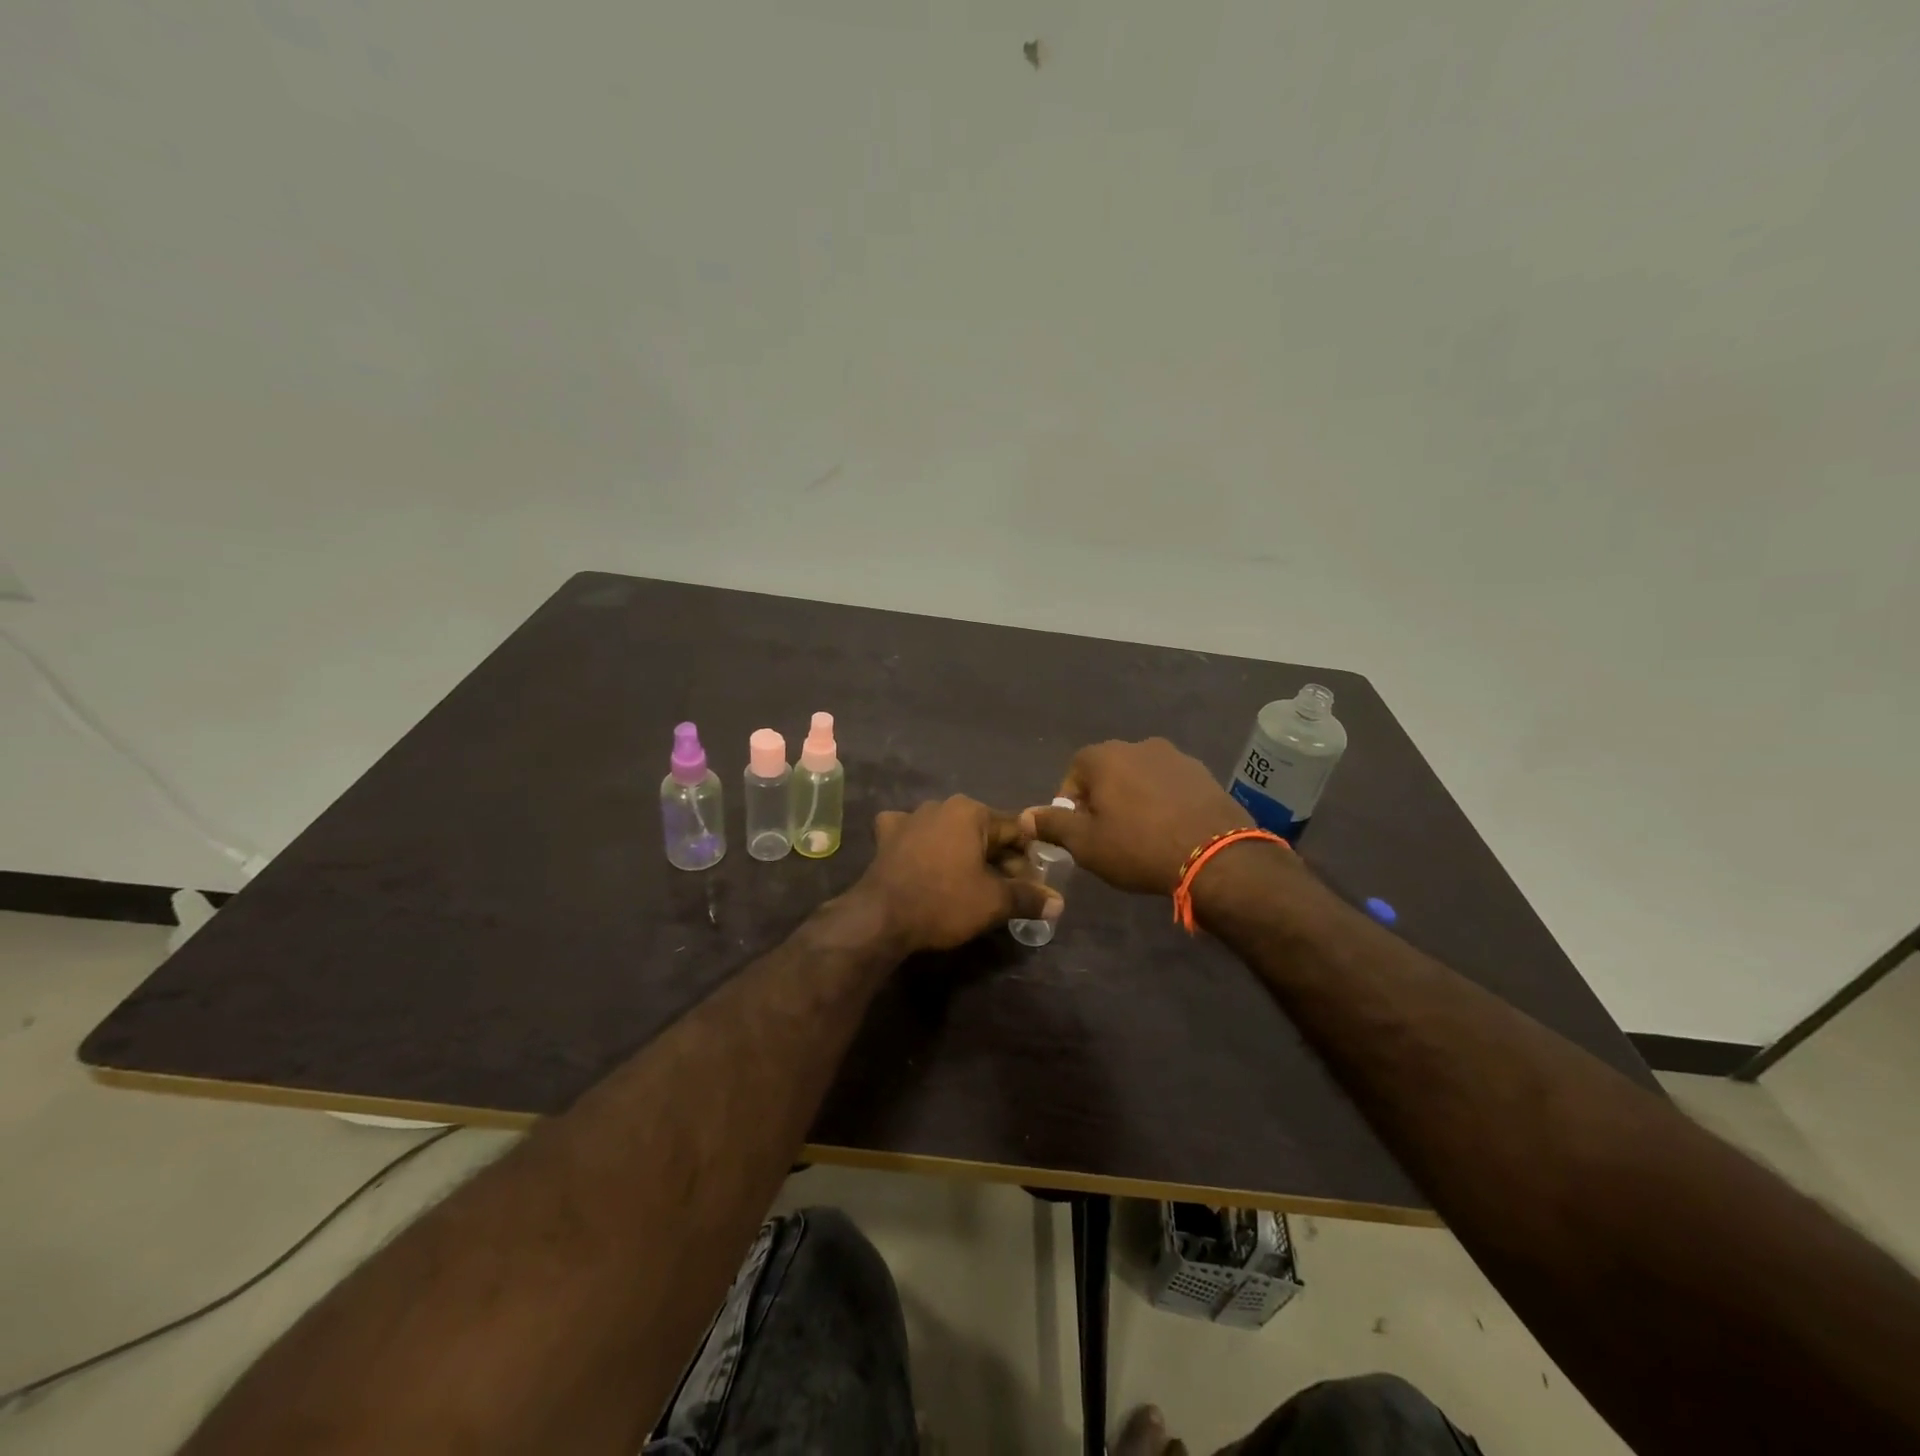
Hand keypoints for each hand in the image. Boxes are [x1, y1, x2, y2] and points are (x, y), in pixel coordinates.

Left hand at [852, 796, 1059, 953]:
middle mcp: (941, 805)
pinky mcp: (886, 836)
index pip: (1014, 830)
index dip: (1029, 857)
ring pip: (950, 833)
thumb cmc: (944, 901)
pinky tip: (924, 860)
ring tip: (970, 882)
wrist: (881, 917)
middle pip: (983, 831)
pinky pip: (914, 835)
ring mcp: (910, 817)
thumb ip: (1029, 898)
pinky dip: (923, 846)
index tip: (1035, 882)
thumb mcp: (994, 902)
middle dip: (998, 857)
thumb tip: (1059, 902)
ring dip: (964, 853)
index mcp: (971, 811)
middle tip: (1008, 890)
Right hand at [1022, 738, 1250, 895]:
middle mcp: (1138, 745)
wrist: (1215, 856)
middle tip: (1109, 835)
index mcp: (1104, 756)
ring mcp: (1175, 757)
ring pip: (1141, 776)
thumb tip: (1025, 816)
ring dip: (1135, 798)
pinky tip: (1171, 830)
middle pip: (1108, 771)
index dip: (1071, 803)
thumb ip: (1052, 825)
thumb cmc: (1138, 847)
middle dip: (1104, 798)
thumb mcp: (1085, 844)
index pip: (1074, 772)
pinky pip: (1171, 785)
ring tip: (1143, 834)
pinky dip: (1164, 801)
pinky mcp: (1203, 773)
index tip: (1079, 832)